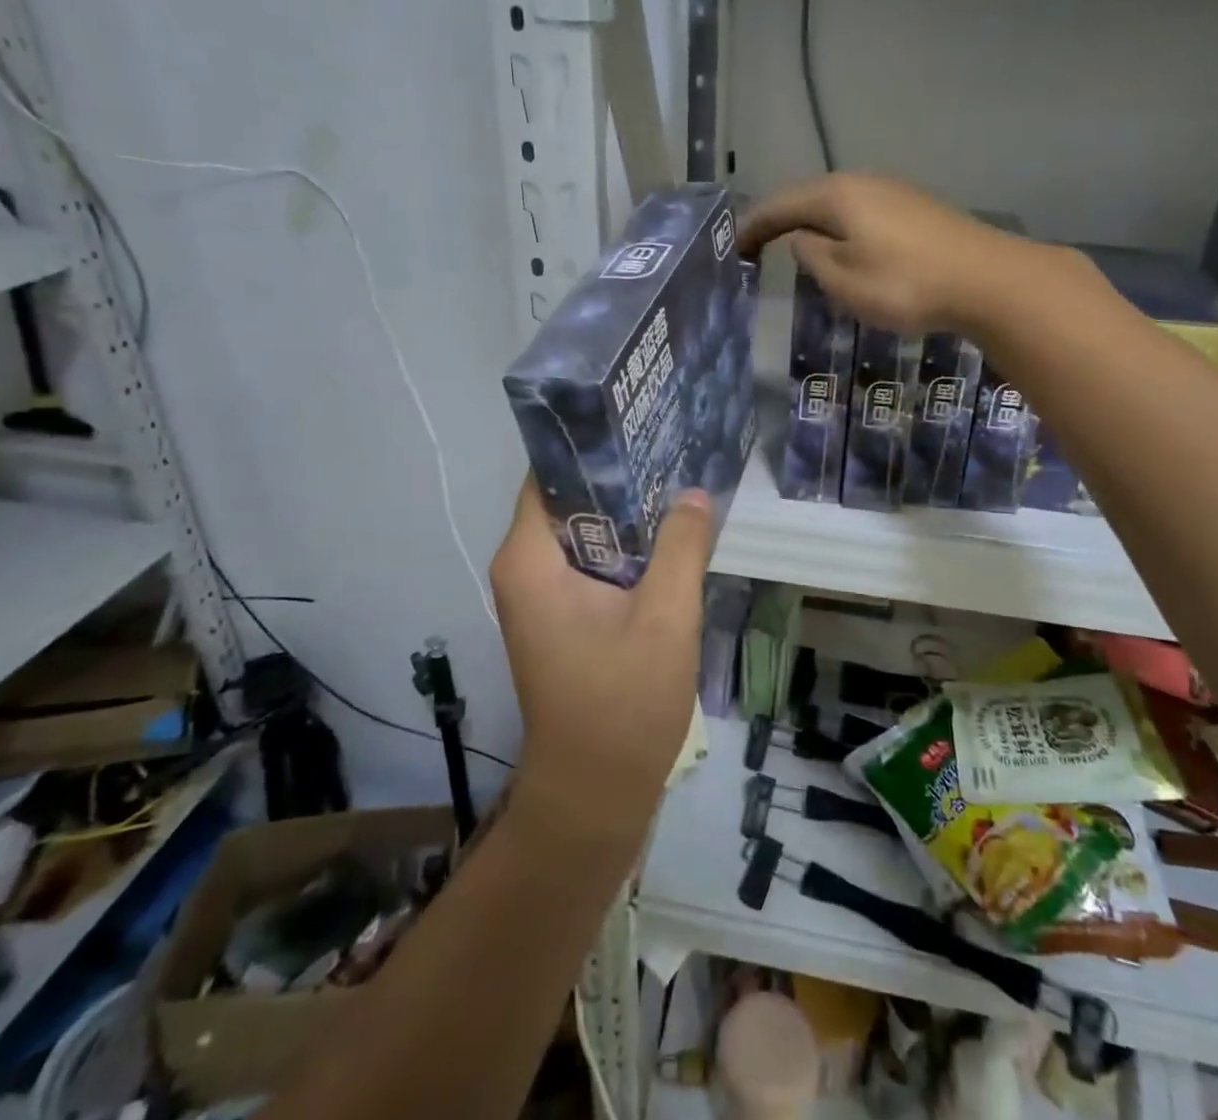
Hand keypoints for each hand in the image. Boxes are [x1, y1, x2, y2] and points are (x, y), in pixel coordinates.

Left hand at [490, 478, 711, 844]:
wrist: (594, 794)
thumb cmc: (623, 704)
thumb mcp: (665, 618)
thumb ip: (681, 547)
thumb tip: (696, 493)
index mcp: (529, 560)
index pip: (551, 475)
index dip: (593, 447)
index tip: (640, 423)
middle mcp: (522, 569)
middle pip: (568, 499)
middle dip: (619, 477)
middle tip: (672, 450)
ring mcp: (538, 594)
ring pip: (583, 531)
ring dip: (626, 515)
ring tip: (677, 485)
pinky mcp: (558, 616)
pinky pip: (589, 561)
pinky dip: (623, 548)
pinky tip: (668, 539)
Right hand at [738, 173, 1022, 333]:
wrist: (988, 280)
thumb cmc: (905, 284)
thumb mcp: (843, 279)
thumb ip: (812, 257)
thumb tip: (802, 240)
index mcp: (836, 196)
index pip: (780, 205)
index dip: (753, 226)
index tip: (734, 248)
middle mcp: (862, 183)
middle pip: (809, 198)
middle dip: (781, 222)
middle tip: (759, 248)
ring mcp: (894, 193)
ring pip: (839, 206)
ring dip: (813, 225)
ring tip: (797, 249)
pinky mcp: (917, 210)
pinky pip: (863, 215)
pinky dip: (842, 230)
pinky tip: (847, 250)